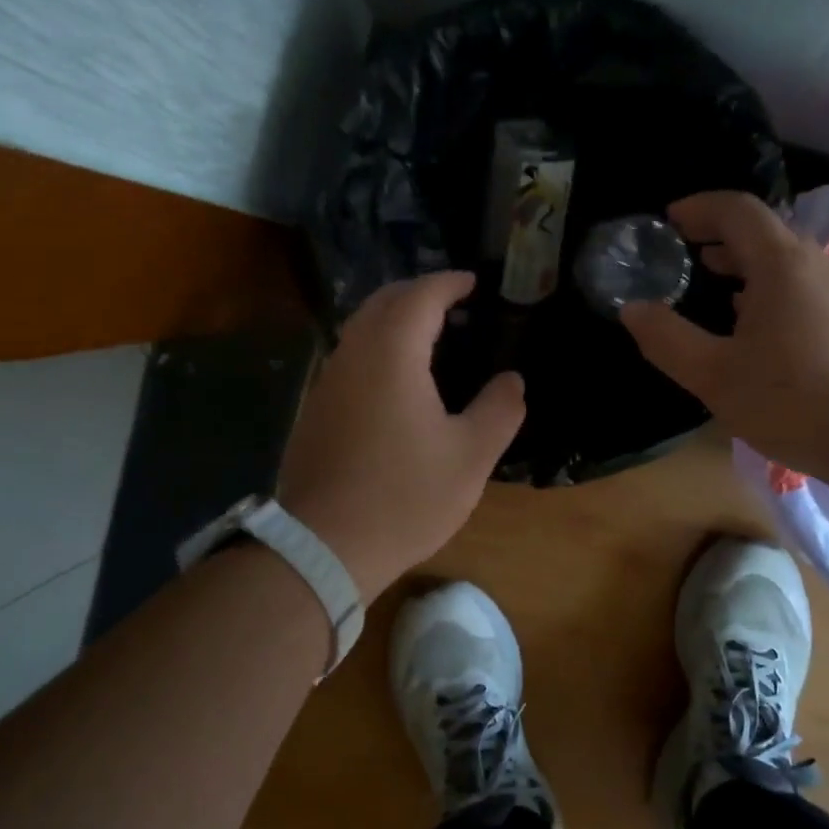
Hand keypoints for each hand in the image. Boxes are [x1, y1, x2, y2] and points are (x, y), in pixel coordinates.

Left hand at [277, 272, 525, 602]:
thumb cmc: (405, 496)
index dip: (448, 283)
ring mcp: (328, 382)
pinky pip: (350, 357)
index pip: (420, 296)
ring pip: (360, 329)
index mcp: (392, 354)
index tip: (472, 282)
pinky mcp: (316, 410)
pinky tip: (397, 378)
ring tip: (429, 335)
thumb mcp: (470, 457)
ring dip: (394, 319)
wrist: (323, 546)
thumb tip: (512, 380)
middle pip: (383, 302)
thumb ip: (499, 410)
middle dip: (418, 292)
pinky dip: (377, 347)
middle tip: (453, 302)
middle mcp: (353, 355)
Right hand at [620, 191, 828, 481]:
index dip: (698, 208)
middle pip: (763, 233)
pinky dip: (769, 293)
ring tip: (713, 292)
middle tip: (682, 258)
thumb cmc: (797, 400)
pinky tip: (756, 334)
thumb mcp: (715, 376)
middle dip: (718, 238)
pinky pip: (803, 291)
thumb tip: (632, 309)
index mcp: (781, 264)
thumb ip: (667, 339)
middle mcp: (816, 266)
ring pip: (786, 264)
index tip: (667, 221)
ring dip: (745, 268)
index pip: (736, 210)